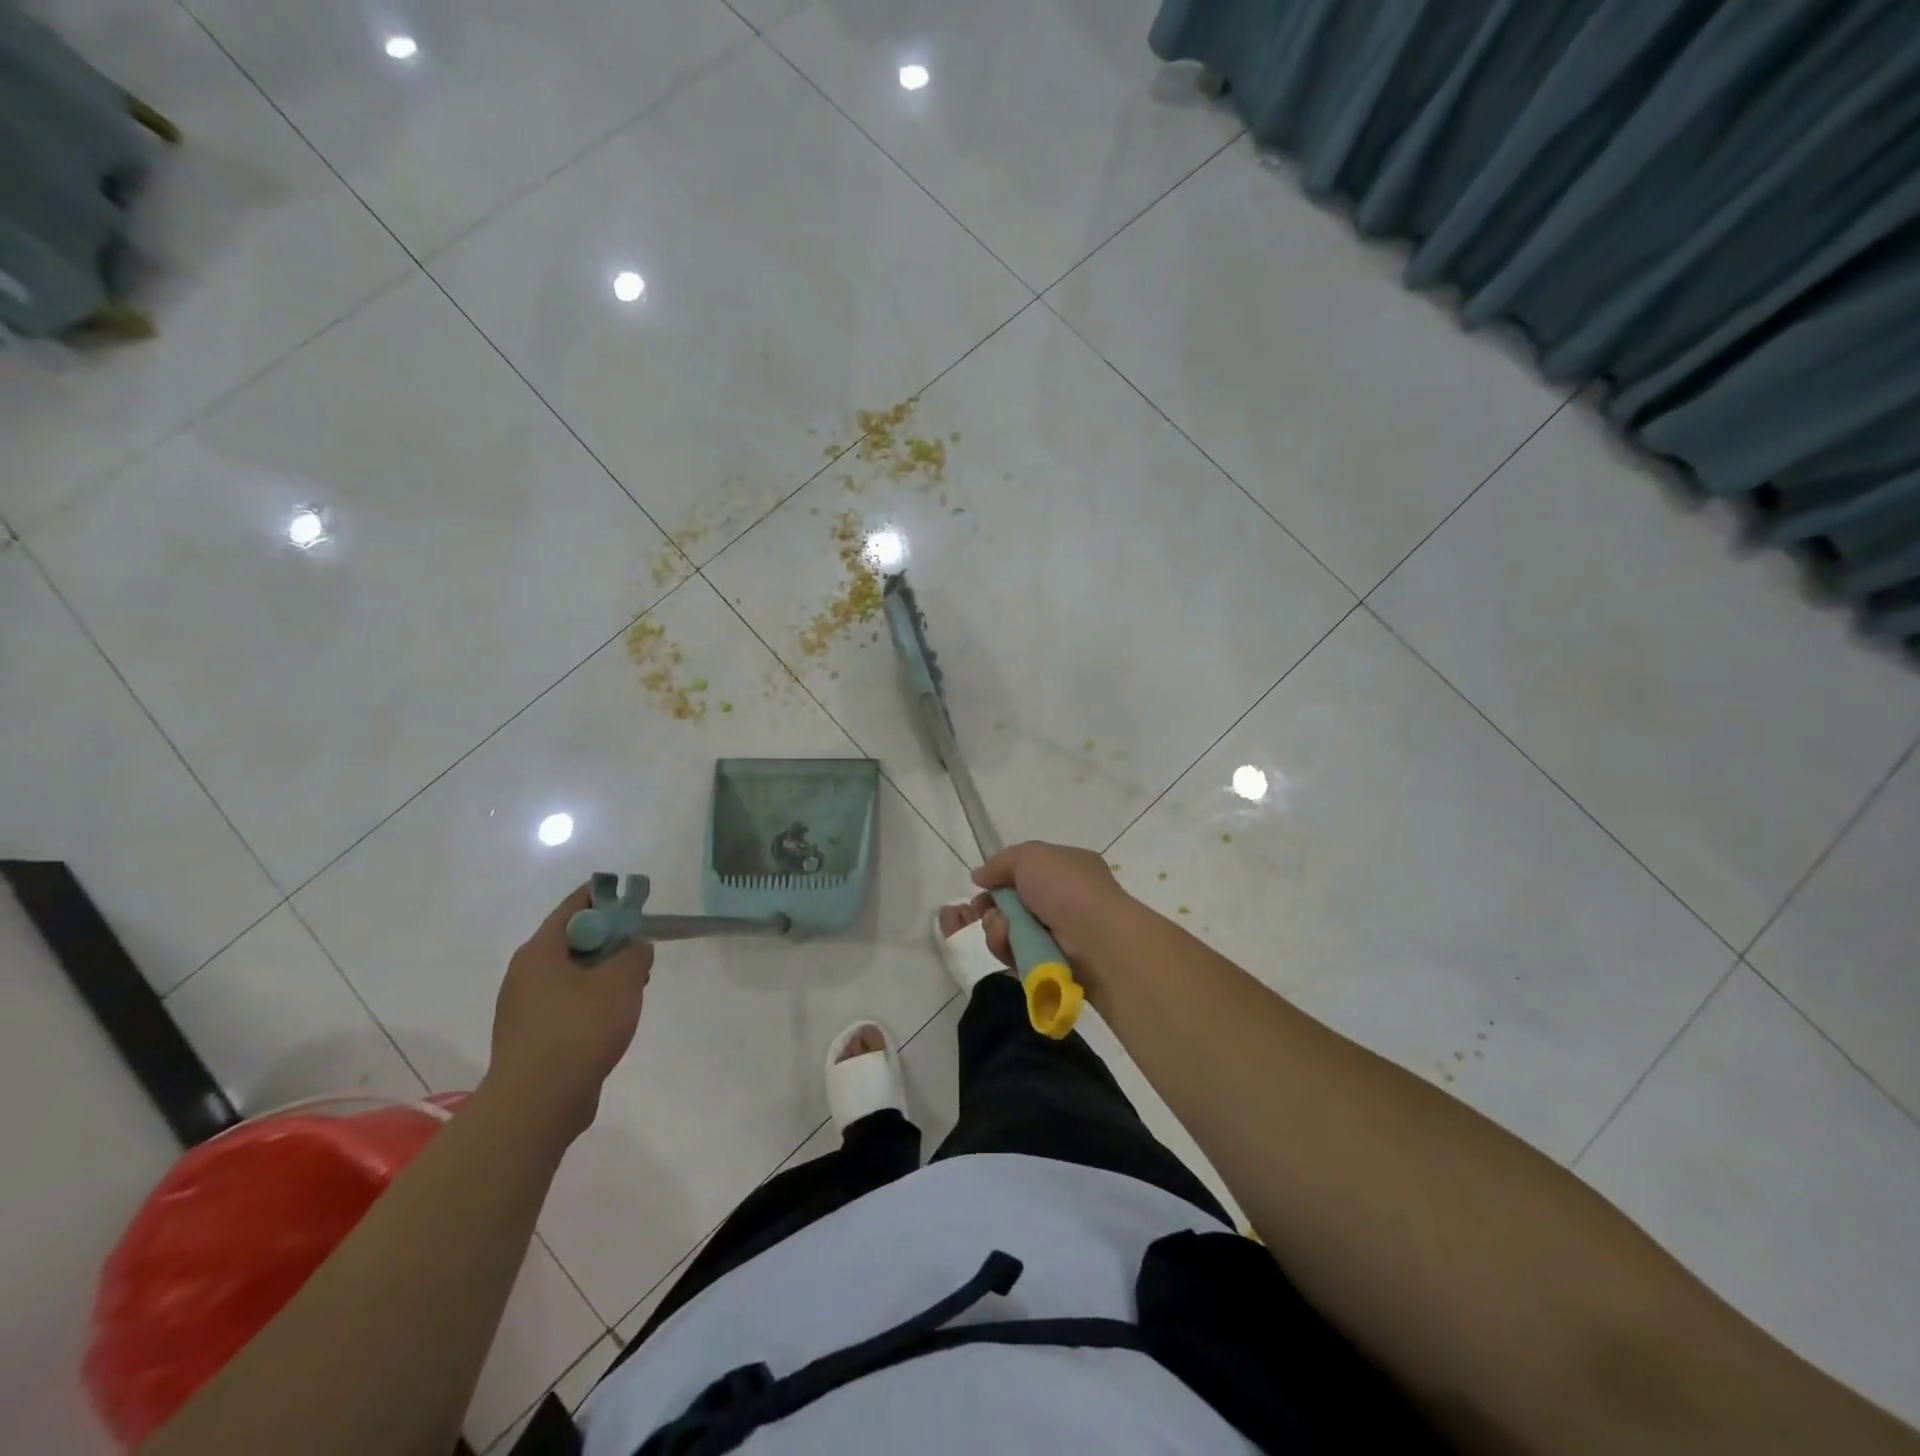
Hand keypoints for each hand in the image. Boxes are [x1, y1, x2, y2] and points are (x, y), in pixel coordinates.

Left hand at [485, 886, 651, 1142]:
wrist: (537, 1103)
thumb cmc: (579, 1029)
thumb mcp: (621, 981)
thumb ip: (635, 953)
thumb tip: (635, 948)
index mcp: (539, 952)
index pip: (573, 907)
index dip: (605, 897)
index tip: (633, 898)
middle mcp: (524, 975)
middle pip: (572, 941)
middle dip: (609, 939)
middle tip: (640, 948)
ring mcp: (524, 1009)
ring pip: (571, 975)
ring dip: (603, 973)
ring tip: (634, 986)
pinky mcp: (532, 1038)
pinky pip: (566, 1004)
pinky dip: (591, 1001)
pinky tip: (614, 1018)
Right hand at [970, 841, 1135, 966]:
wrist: (1095, 938)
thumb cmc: (1066, 888)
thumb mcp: (1030, 856)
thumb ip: (1000, 863)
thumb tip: (980, 876)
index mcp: (1068, 868)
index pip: (1027, 872)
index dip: (1001, 879)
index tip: (981, 887)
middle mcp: (1064, 900)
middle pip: (1014, 904)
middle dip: (993, 907)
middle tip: (982, 911)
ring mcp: (1059, 935)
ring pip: (1011, 931)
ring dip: (996, 928)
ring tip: (1001, 927)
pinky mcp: (1051, 964)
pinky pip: (1016, 955)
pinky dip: (1006, 948)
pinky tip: (1008, 942)